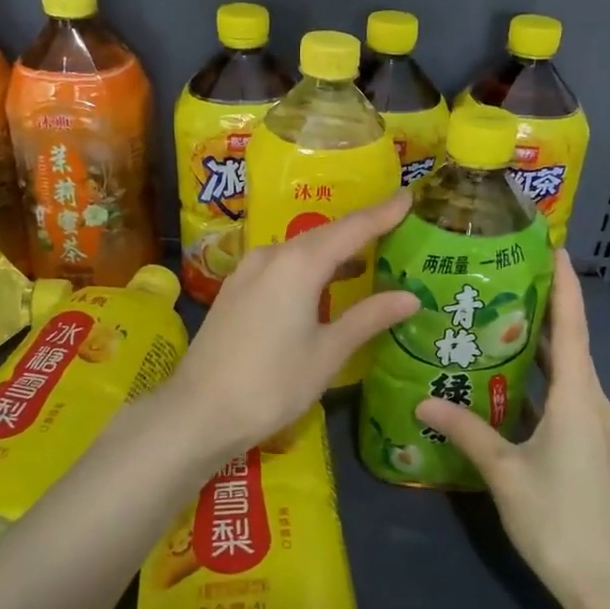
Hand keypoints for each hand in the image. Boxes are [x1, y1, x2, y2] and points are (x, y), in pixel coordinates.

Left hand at [164, 193, 418, 468]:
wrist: (198, 412)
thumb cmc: (271, 383)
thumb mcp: (328, 353)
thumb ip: (368, 318)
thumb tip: (410, 297)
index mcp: (298, 264)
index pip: (351, 229)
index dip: (383, 213)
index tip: (409, 197)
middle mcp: (271, 256)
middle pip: (324, 234)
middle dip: (360, 228)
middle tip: (395, 222)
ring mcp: (248, 271)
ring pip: (300, 249)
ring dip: (334, 249)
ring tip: (369, 253)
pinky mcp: (236, 290)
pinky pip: (282, 264)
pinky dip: (310, 266)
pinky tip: (325, 282)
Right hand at [417, 249, 609, 608]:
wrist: (606, 581)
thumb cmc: (557, 518)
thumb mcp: (504, 471)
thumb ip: (465, 430)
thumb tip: (422, 402)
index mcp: (576, 397)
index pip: (571, 326)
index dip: (564, 284)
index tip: (553, 247)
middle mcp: (593, 402)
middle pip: (570, 343)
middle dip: (543, 309)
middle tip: (504, 280)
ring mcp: (596, 426)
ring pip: (568, 372)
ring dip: (539, 347)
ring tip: (499, 322)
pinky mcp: (593, 446)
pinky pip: (567, 397)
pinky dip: (541, 379)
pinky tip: (510, 383)